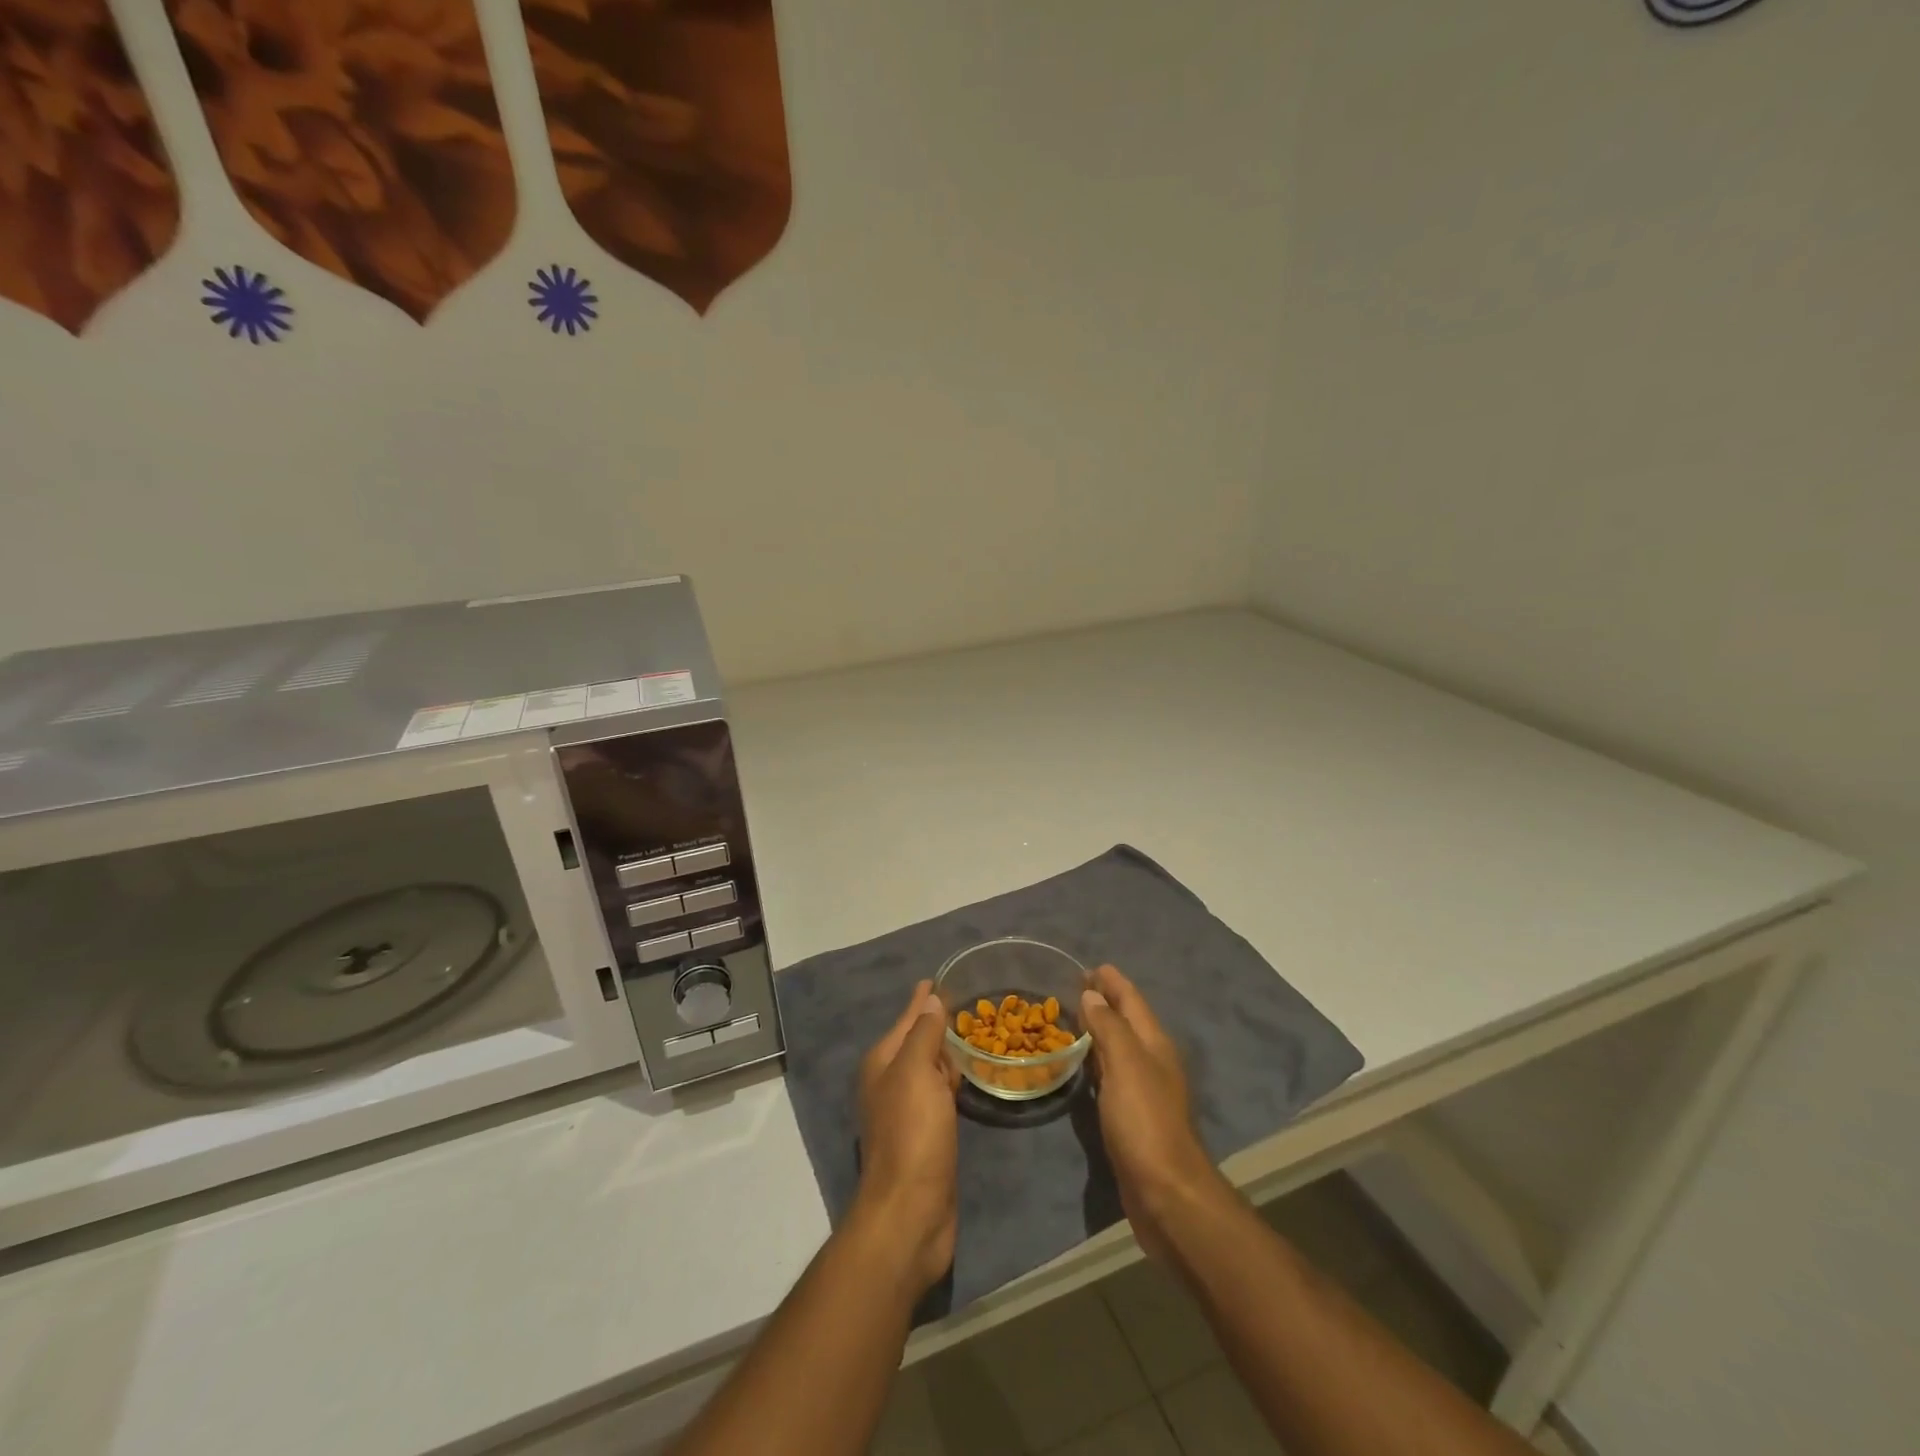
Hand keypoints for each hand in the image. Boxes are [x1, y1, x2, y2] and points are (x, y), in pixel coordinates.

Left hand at [853, 980, 959, 1293]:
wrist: (911, 1211)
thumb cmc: (912, 1133)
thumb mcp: (915, 1073)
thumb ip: (923, 1034)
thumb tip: (931, 1000)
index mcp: (883, 1063)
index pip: (908, 1019)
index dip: (923, 1000)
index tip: (938, 977)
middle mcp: (890, 1083)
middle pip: (917, 1042)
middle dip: (936, 1023)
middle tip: (965, 1004)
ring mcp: (906, 1111)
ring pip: (929, 1070)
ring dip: (945, 1054)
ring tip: (969, 1035)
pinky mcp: (925, 1136)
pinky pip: (939, 1095)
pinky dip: (951, 1083)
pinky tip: (965, 1078)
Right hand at [1079, 964, 1223, 1259]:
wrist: (1166, 1193)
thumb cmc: (1144, 1121)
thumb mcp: (1126, 1064)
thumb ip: (1109, 1027)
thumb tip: (1092, 995)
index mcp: (1154, 1043)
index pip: (1132, 1000)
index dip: (1112, 981)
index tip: (1089, 966)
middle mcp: (1152, 1061)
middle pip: (1127, 1020)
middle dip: (1104, 1001)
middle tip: (1074, 987)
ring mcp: (1143, 1090)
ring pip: (1119, 1047)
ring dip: (1099, 1029)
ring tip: (1072, 1017)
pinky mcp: (1132, 1116)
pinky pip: (1111, 1074)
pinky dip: (1096, 1060)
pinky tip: (1082, 1064)